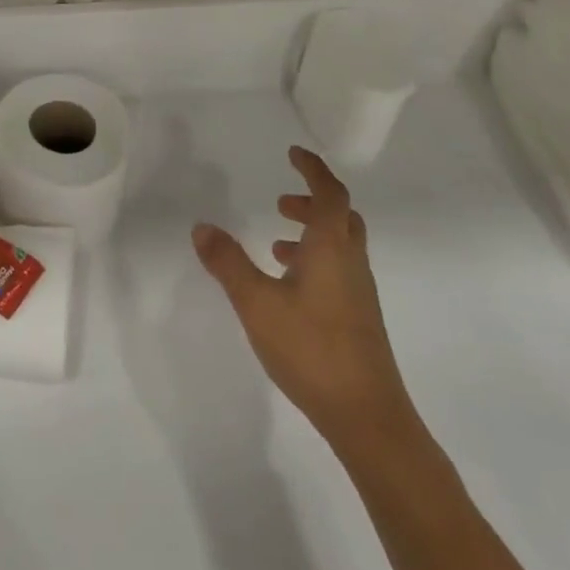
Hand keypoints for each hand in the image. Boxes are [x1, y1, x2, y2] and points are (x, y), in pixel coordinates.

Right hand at [192, 145, 414, 453]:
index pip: (330, 194)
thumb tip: (201, 227)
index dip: (313, 170)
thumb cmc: (311, 349)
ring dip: (312, 233)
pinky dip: (315, 261)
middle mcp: (351, 263)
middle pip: (341, 216)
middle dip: (312, 201)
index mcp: (331, 248)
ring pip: (340, 245)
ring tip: (275, 244)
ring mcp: (359, 293)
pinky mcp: (358, 318)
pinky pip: (338, 270)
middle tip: (280, 201)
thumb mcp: (256, 303)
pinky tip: (289, 287)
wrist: (367, 416)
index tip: (293, 153)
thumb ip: (228, 263)